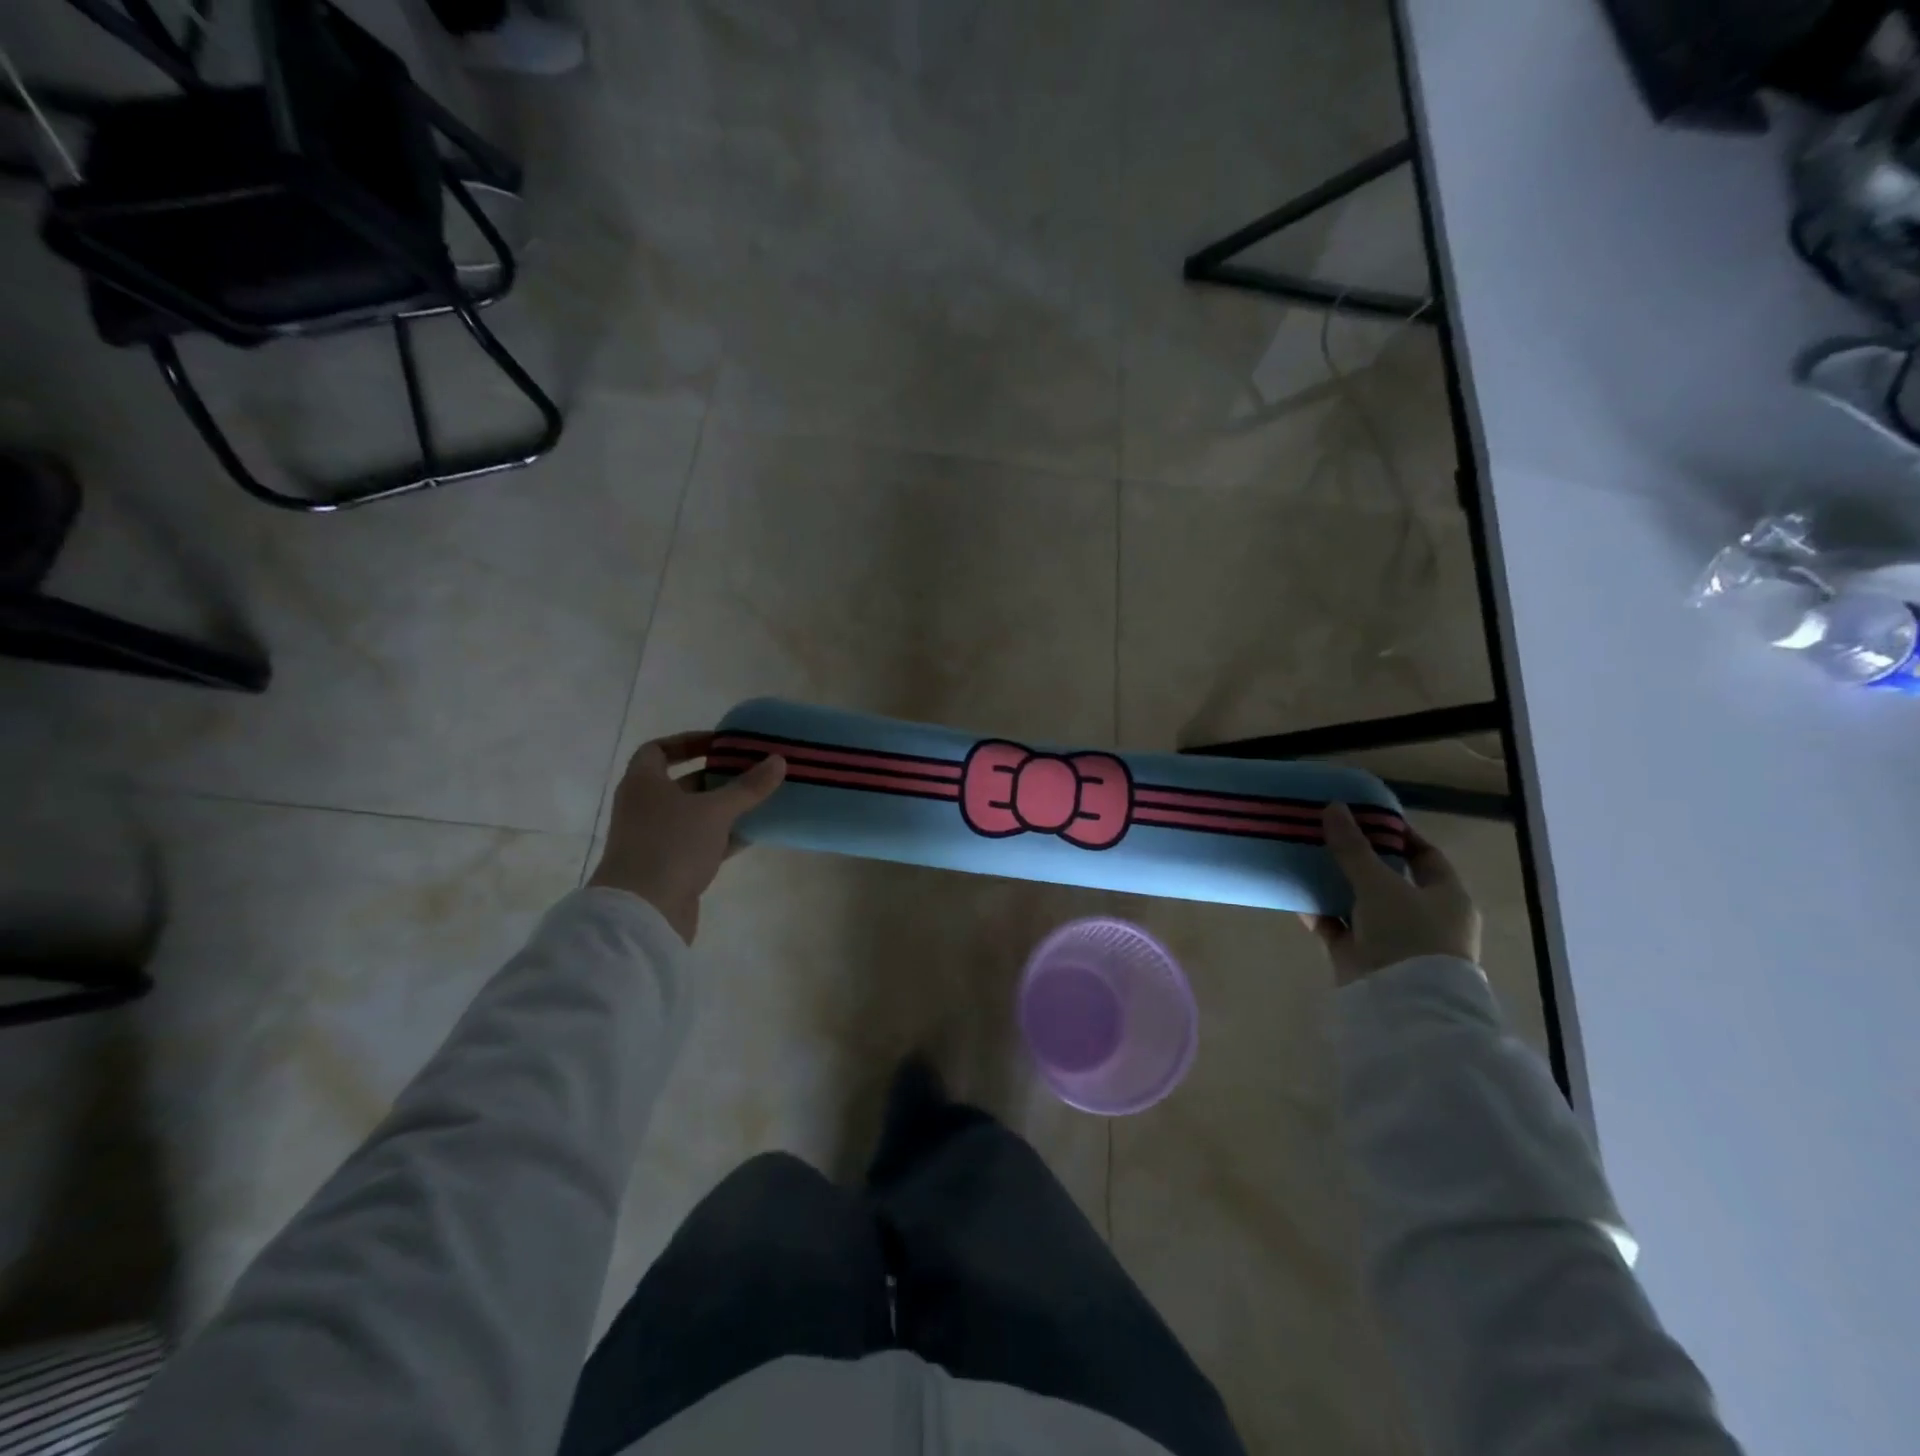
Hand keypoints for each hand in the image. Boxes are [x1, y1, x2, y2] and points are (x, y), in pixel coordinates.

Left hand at [588, 733, 785, 944]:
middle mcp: (644, 807)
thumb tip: (778, 760)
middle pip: (682, 783)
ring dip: (724, 808)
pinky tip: (754, 833)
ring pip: (694, 815)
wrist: (643, 912)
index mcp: (643, 784)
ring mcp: (655, 839)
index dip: (688, 742)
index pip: (658, 750)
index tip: (721, 743)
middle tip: (752, 769)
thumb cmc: (671, 845)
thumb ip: (747, 786)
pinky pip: (701, 842)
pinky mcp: (670, 867)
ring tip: (760, 798)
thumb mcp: (715, 811)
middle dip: (717, 776)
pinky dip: (724, 836)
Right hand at [1300, 803, 1480, 985]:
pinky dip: (1320, 912)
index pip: (1424, 856)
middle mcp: (1423, 916)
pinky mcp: (1362, 956)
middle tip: (1327, 834)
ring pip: (1359, 902)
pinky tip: (1297, 893)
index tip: (1365, 817)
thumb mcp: (1379, 883)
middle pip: (1387, 878)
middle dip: (1358, 858)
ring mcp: (1392, 938)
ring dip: (1335, 884)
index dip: (1397, 835)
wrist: (1401, 1003)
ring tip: (1306, 858)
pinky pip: (1338, 926)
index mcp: (1446, 897)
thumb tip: (1333, 807)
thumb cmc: (1408, 934)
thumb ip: (1353, 847)